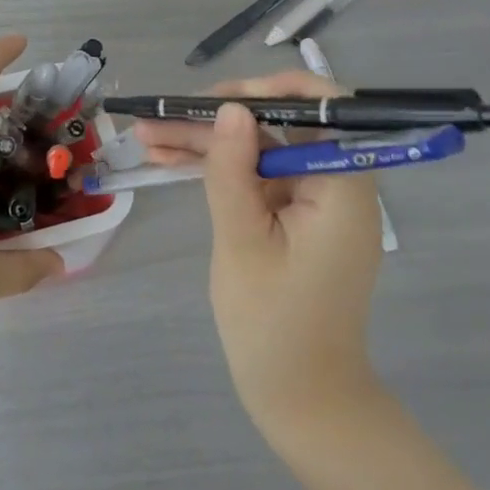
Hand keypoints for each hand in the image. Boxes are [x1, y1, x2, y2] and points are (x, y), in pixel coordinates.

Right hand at [136, 70, 385, 448]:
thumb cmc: (273, 324)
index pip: (324, 109)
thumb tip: (231, 108)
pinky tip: (168, 159)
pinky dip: (217, 169)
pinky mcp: (293, 217)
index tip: (221, 98)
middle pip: (278, 127)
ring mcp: (313, 201)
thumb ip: (234, 170)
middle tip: (161, 117)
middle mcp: (335, 183)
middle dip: (218, 119)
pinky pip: (256, 177)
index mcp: (342, 186)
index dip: (272, 90)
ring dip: (206, 142)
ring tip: (147, 135)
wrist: (300, 399)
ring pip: (258, 149)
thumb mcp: (242, 242)